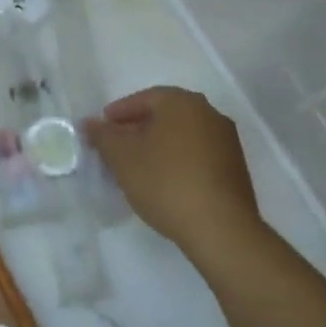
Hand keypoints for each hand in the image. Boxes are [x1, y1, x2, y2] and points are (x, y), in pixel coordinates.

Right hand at [85, 86, 260, 251]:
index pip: (144, 98)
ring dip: (157, 145)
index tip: (101, 129)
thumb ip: (103, 136)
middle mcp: (208, 113)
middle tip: (115, 147)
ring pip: (182, 135)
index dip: (119, 113)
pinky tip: (163, 181)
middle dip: (137, 128)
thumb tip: (90, 123)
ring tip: (136, 166)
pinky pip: (197, 154)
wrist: (221, 228)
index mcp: (182, 102)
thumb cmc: (165, 182)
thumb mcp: (123, 158)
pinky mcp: (235, 167)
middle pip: (165, 115)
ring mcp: (226, 141)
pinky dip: (176, 160)